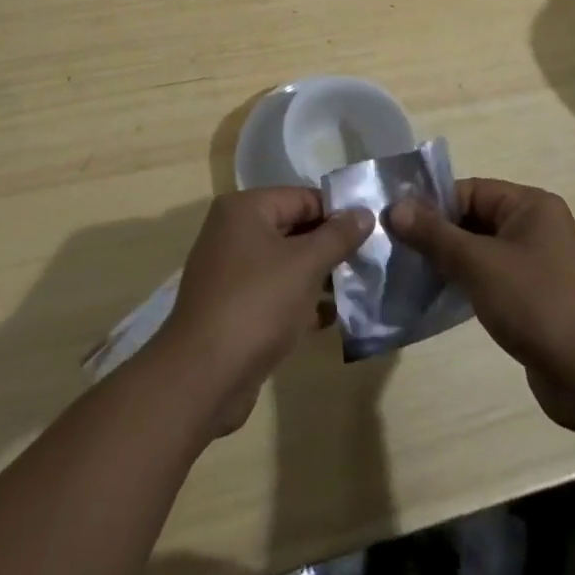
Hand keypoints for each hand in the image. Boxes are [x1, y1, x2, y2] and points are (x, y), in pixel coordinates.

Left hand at [152, 188, 372, 435]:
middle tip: (369, 262)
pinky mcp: (234, 307)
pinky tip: (331, 318)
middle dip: (330, 247)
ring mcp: (231, 271)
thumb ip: (337, 236)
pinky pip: (274, 293)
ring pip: (285, 264)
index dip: (337, 213)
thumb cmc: (257, 305)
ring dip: (319, 276)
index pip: (302, 197)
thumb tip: (364, 212)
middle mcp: (234, 232)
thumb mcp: (305, 265)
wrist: (203, 376)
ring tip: (357, 290)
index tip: (371, 232)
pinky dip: (300, 301)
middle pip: (293, 228)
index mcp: (245, 209)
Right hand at [390, 178, 574, 431]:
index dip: (432, 206)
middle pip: (474, 219)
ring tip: (414, 275)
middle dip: (438, 235)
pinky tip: (442, 297)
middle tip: (399, 251)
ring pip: (482, 250)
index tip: (397, 225)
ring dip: (450, 261)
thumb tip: (395, 207)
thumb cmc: (535, 305)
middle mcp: (538, 226)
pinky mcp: (537, 296)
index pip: (469, 191)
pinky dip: (468, 283)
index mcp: (532, 205)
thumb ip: (434, 234)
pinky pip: (493, 277)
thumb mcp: (477, 264)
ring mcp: (540, 263)